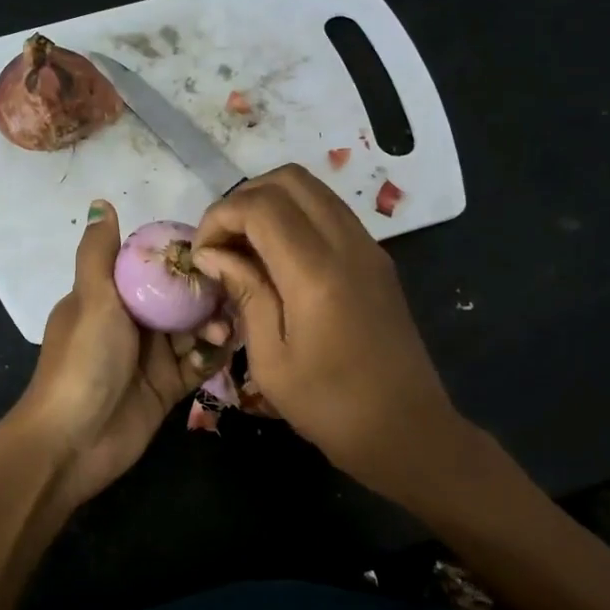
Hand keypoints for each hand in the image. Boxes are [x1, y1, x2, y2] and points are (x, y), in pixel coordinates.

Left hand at [15, 201, 232, 513]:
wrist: (72, 441)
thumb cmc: (82, 362)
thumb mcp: (91, 299)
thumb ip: (100, 253)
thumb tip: (101, 201)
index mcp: (109, 297)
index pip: (153, 267)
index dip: (184, 257)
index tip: (218, 249)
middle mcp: (132, 323)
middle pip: (180, 298)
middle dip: (207, 294)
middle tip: (234, 295)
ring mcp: (151, 356)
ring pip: (193, 330)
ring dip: (213, 326)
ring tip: (226, 331)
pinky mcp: (167, 387)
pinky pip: (197, 365)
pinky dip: (212, 356)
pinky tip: (225, 351)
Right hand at [192, 165, 459, 494]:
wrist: (407, 430)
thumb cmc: (331, 407)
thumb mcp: (272, 360)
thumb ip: (245, 293)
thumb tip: (214, 254)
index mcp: (317, 273)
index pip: (261, 206)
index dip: (220, 217)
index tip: (202, 253)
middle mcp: (347, 244)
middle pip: (289, 179)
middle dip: (244, 199)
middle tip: (221, 242)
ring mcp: (369, 248)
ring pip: (314, 190)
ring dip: (271, 203)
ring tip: (244, 248)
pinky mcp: (377, 260)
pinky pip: (331, 213)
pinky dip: (296, 217)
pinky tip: (277, 258)